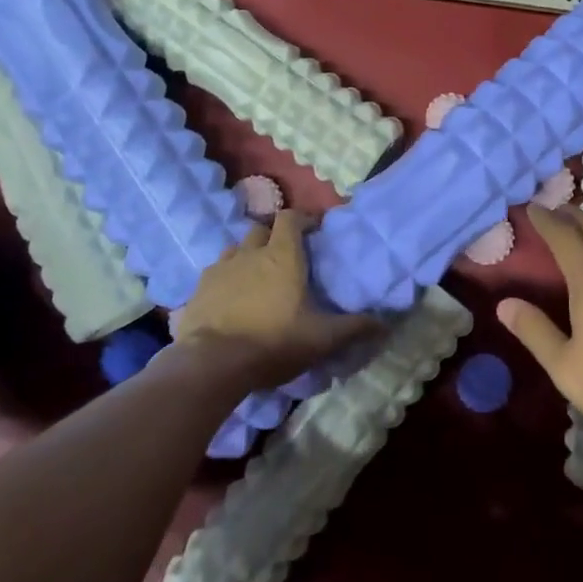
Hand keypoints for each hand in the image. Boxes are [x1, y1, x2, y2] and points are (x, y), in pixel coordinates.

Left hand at [175, 212, 376, 391]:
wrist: (211, 364)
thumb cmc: (273, 342)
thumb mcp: (322, 338)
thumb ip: (354, 328)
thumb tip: (385, 324)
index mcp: (282, 255)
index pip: (290, 218)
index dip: (302, 219)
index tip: (313, 231)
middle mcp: (249, 253)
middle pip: (261, 229)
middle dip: (274, 237)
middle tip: (285, 257)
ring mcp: (219, 269)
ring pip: (235, 249)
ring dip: (247, 256)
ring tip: (256, 277)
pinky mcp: (198, 289)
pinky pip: (215, 273)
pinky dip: (225, 279)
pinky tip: (230, 299)